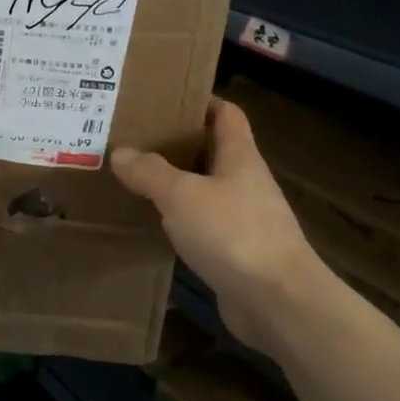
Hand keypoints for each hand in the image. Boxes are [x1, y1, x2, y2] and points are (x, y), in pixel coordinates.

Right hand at [111, 99, 332, 342]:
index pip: (226, 114)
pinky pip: (203, 227)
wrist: (278, 302)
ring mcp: (244, 220)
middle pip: (212, 152)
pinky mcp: (237, 254)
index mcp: (240, 157)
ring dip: (176, 185)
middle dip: (177, 144)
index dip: (201, 101)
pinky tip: (152, 225)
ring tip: (135, 179)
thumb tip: (121, 153)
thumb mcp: (182, 195)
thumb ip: (150, 172)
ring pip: (205, 191)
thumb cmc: (233, 233)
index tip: (166, 99)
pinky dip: (180, 222)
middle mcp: (245, 183)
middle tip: (135, 139)